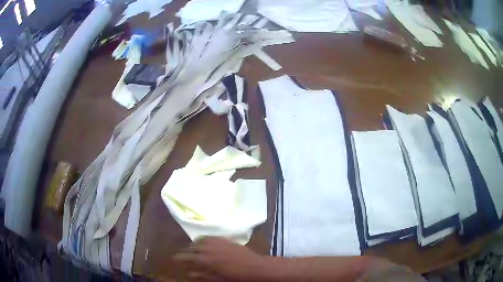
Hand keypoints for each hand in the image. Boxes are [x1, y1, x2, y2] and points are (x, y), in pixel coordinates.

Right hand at [174, 237, 267, 280]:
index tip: (174, 258)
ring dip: (195, 244)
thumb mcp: (218, 278)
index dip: (180, 258)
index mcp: (207, 259)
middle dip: (186, 251)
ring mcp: (218, 242)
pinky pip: (211, 236)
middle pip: (193, 247)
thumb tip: (189, 273)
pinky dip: (205, 239)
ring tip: (193, 248)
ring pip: (201, 240)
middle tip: (183, 254)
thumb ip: (202, 275)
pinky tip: (206, 242)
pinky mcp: (226, 239)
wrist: (255, 266)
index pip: (188, 257)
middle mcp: (210, 248)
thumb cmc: (236, 276)